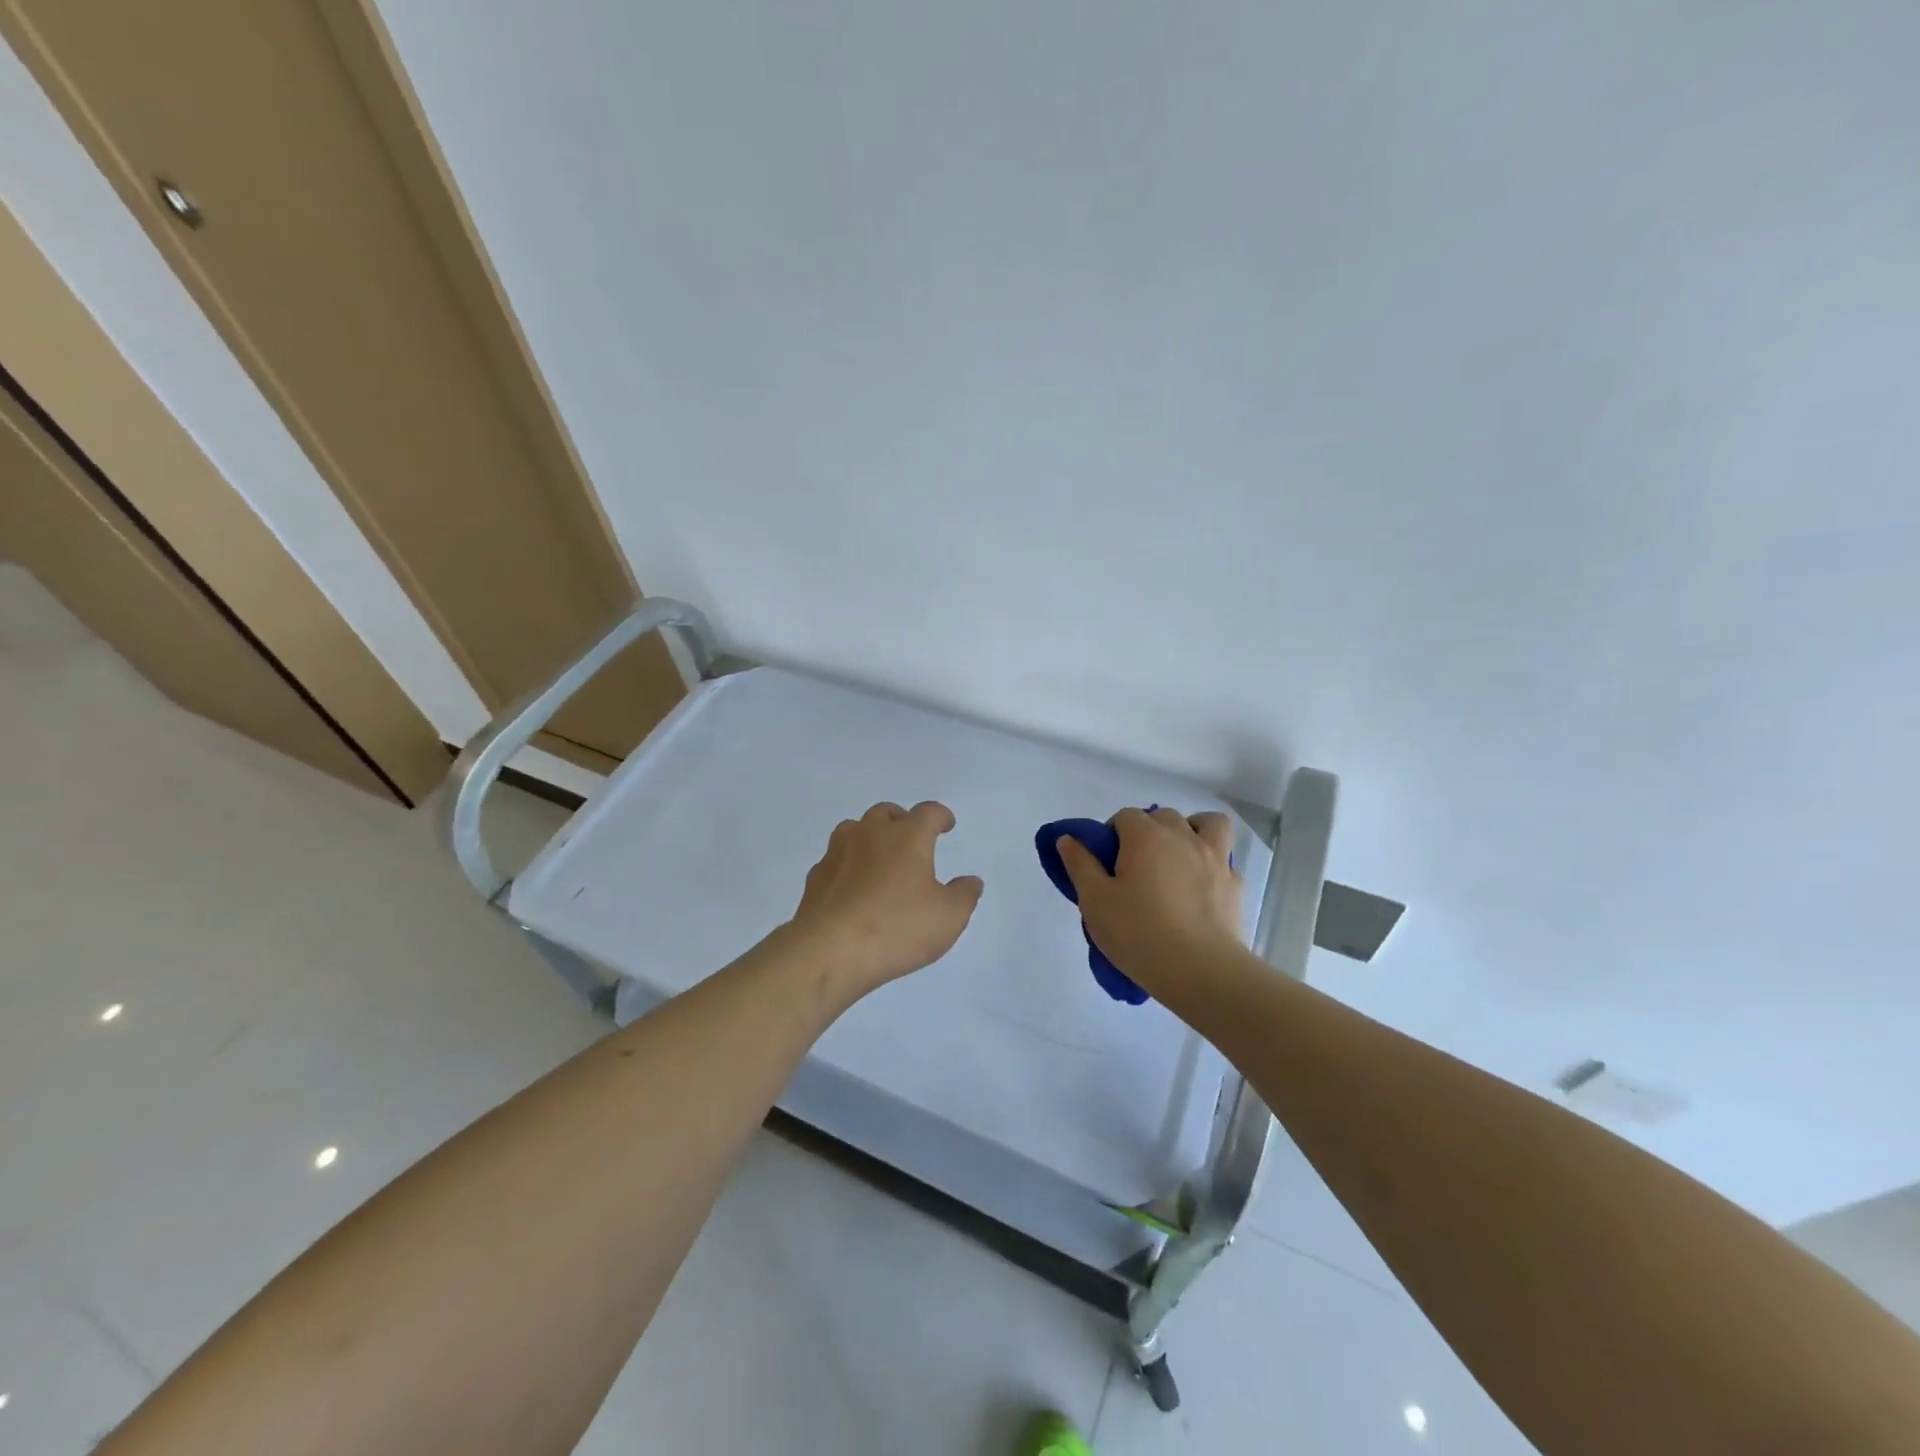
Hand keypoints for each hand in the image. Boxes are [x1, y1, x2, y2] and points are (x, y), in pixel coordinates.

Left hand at [785, 801, 983, 999]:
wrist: (829, 951)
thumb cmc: (897, 928)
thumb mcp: (948, 918)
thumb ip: (964, 895)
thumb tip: (970, 881)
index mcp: (907, 837)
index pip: (928, 812)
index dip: (940, 816)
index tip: (946, 824)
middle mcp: (870, 834)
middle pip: (886, 813)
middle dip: (901, 821)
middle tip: (910, 840)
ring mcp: (838, 853)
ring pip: (854, 829)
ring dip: (869, 838)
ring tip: (879, 860)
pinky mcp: (815, 877)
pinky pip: (835, 860)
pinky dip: (847, 866)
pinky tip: (852, 887)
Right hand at [1056, 807, 1245, 995]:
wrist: (1199, 970)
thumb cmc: (1138, 932)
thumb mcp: (1094, 901)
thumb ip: (1080, 865)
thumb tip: (1068, 839)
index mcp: (1145, 836)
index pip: (1125, 816)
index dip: (1112, 834)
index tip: (1106, 863)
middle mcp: (1182, 836)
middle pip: (1163, 816)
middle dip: (1148, 830)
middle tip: (1136, 866)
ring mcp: (1214, 858)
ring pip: (1208, 823)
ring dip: (1192, 830)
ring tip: (1179, 858)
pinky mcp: (1235, 884)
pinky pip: (1224, 859)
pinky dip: (1212, 864)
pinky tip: (1201, 887)